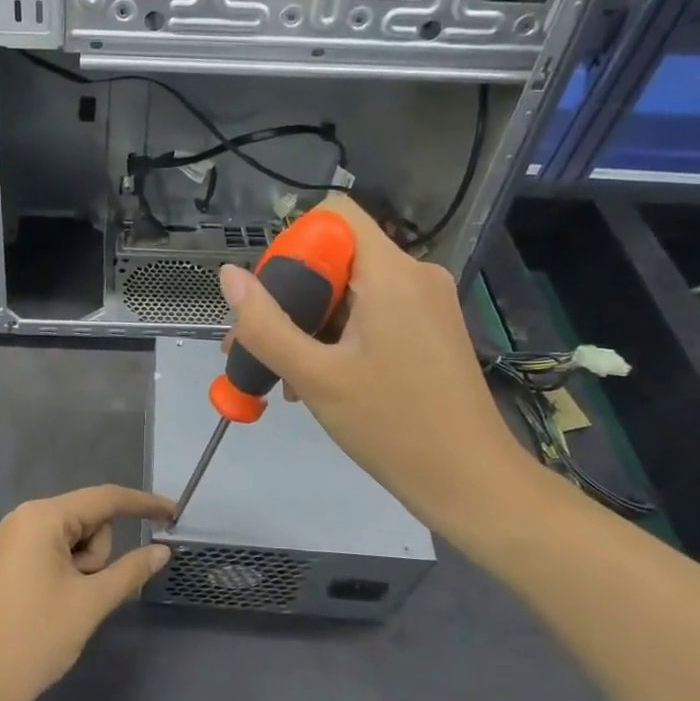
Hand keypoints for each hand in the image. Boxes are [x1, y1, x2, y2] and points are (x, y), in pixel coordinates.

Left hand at [0, 486, 173, 700]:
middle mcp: (27, 516)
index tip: (174, 513)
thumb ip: (131, 570)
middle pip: (89, 520)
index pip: (104, 498)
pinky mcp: (15, 558)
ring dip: (86, 567)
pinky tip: (61, 600)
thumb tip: (163, 551)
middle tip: (85, 592)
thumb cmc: (38, 636)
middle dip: (99, 554)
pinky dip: (71, 570)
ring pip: (76, 538)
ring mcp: (18, 537)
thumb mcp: (92, 601)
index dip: (142, 504)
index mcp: (42, 517)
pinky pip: (58, 550)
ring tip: (68, 601)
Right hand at [218, 196, 555, 548]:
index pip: (333, 216)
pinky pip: (371, 314)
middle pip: (336, 256)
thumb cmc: (393, 427)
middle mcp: (414, 275)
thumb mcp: (316, 377)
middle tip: (257, 344)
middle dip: (291, 296)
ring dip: (309, 324)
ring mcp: (425, 304)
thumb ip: (266, 324)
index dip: (293, 246)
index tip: (272, 298)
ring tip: (279, 373)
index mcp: (392, 273)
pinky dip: (337, 337)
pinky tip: (314, 380)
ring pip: (350, 291)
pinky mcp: (429, 330)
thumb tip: (228, 276)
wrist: (471, 484)